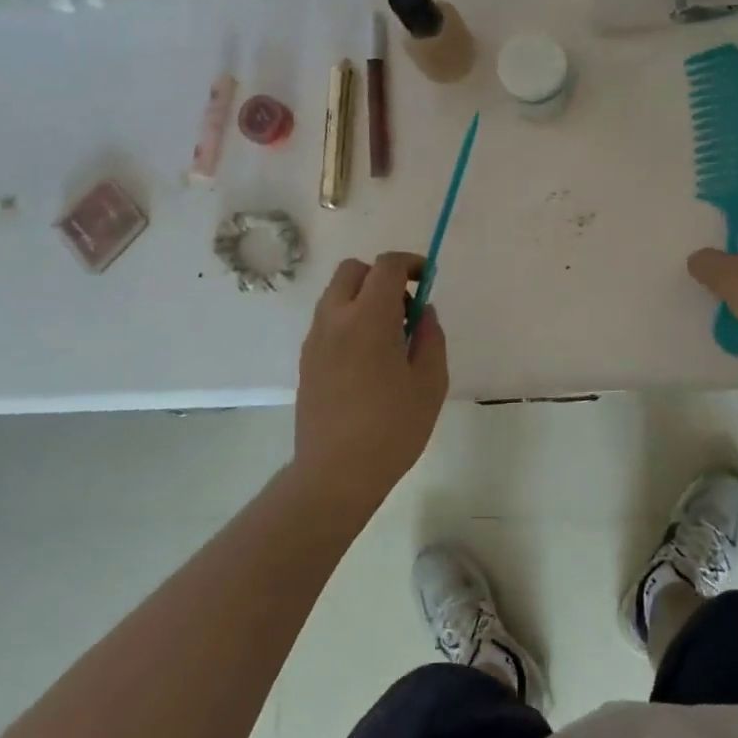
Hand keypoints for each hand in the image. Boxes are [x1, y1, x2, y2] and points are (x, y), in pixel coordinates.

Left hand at [293, 252, 449, 513]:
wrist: (335, 474)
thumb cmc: (392, 429)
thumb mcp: (430, 383)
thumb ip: (430, 337)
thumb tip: (422, 312)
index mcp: (369, 318)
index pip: (387, 266)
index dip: (412, 264)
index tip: (428, 280)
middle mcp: (335, 318)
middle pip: (353, 270)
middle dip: (382, 275)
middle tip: (405, 306)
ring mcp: (315, 339)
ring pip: (337, 294)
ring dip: (363, 297)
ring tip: (388, 336)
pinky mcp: (306, 360)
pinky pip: (328, 320)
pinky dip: (349, 319)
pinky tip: (368, 358)